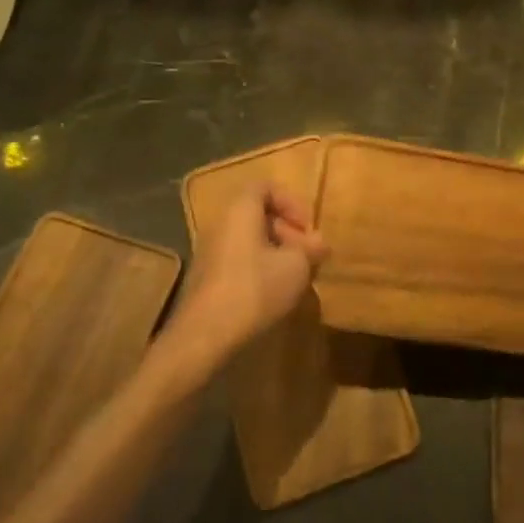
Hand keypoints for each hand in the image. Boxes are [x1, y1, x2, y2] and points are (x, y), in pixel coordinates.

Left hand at [173, 183, 327, 370]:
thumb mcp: (296, 266)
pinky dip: (260, 267)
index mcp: (240, 211)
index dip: (291, 201)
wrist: (204, 336)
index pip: (265, 186)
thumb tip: (319, 243)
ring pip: (249, 239)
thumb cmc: (254, 289)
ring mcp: (210, 251)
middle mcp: (221, 224)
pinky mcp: (207, 277)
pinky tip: (274, 292)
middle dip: (288, 230)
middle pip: (258, 214)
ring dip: (276, 251)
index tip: (308, 227)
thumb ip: (310, 249)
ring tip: (296, 276)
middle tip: (308, 255)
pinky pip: (239, 259)